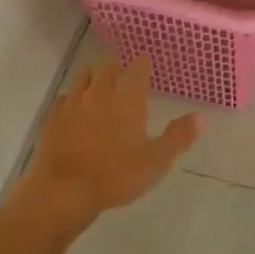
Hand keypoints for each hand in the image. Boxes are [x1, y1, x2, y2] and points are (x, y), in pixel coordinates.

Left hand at [13, 56, 198, 233]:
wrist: (63, 190)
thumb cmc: (115, 175)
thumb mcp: (156, 161)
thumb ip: (179, 136)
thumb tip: (202, 116)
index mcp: (127, 98)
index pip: (137, 67)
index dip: (142, 63)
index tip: (146, 63)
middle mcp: (100, 92)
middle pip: (108, 65)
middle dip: (117, 65)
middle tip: (124, 72)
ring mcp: (73, 103)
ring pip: (84, 76)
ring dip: (94, 75)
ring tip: (100, 83)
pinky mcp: (52, 117)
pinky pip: (63, 98)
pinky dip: (71, 98)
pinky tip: (74, 108)